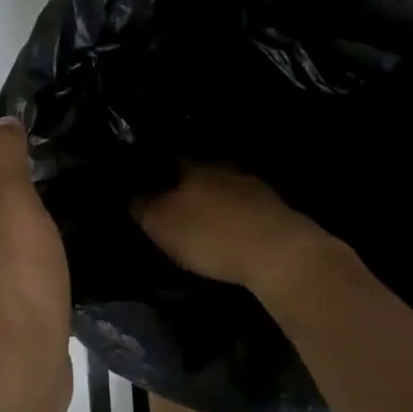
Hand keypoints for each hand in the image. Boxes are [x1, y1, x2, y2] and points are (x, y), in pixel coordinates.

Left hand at [0, 120, 71, 380]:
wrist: (16, 364)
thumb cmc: (8, 276)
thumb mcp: (7, 200)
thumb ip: (2, 156)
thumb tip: (1, 125)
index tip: (4, 144)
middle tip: (24, 174)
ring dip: (1, 213)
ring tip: (43, 205)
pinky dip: (16, 247)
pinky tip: (48, 248)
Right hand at [133, 164, 333, 294]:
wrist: (279, 253)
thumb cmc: (212, 235)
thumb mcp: (162, 225)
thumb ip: (143, 207)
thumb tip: (133, 195)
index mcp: (193, 165)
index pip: (168, 157)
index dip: (155, 169)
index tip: (145, 180)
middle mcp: (224, 167)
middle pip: (200, 168)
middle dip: (186, 181)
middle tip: (172, 196)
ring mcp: (253, 186)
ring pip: (225, 184)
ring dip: (214, 196)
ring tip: (201, 211)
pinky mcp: (275, 209)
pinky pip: (244, 204)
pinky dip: (235, 212)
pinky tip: (230, 224)